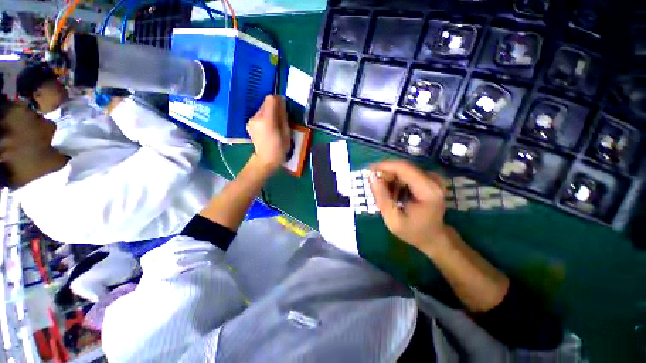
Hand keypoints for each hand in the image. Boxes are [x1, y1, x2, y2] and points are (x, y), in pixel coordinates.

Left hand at [247, 96, 290, 173]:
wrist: (265, 160)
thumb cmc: (279, 148)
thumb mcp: (286, 132)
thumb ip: (283, 116)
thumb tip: (282, 103)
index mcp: (267, 119)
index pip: (270, 99)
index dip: (278, 100)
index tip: (284, 107)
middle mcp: (256, 117)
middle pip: (265, 103)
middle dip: (274, 107)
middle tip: (282, 118)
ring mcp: (251, 121)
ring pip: (262, 109)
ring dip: (270, 112)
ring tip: (275, 124)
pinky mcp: (249, 124)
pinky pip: (258, 115)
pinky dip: (265, 117)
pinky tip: (269, 128)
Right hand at [369, 159, 448, 252]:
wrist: (433, 236)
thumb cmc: (413, 231)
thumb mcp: (392, 219)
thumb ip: (382, 197)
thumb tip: (371, 176)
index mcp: (427, 190)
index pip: (403, 168)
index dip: (384, 166)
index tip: (368, 171)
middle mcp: (433, 180)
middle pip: (403, 167)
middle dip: (385, 174)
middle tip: (375, 189)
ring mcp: (432, 177)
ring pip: (403, 169)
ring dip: (390, 179)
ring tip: (387, 196)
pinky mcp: (429, 178)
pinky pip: (407, 173)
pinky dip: (396, 181)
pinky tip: (394, 194)